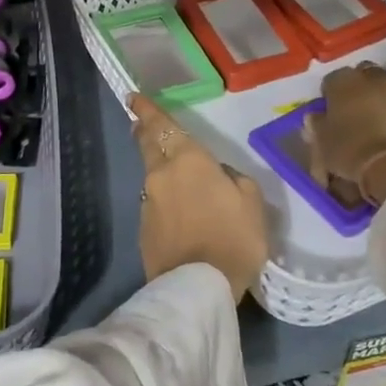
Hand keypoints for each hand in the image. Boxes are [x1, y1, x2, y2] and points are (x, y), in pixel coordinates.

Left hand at [130, 95, 268, 301]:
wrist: (197, 287)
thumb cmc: (233, 238)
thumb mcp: (252, 202)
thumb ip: (234, 179)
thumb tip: (219, 175)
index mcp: (187, 160)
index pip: (161, 125)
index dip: (147, 110)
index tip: (134, 98)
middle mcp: (160, 175)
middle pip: (148, 145)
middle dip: (143, 131)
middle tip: (140, 123)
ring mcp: (148, 204)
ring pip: (152, 177)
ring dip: (160, 171)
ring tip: (175, 177)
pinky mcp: (144, 230)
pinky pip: (156, 205)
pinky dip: (165, 201)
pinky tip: (179, 213)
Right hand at [304, 62, 385, 207]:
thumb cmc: (347, 145)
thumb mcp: (321, 138)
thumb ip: (316, 124)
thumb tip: (315, 117)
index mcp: (342, 80)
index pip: (329, 81)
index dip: (326, 96)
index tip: (325, 111)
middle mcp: (368, 78)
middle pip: (359, 75)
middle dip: (353, 86)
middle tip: (346, 107)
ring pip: (377, 85)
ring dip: (370, 95)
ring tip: (362, 117)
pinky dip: (383, 108)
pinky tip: (376, 125)